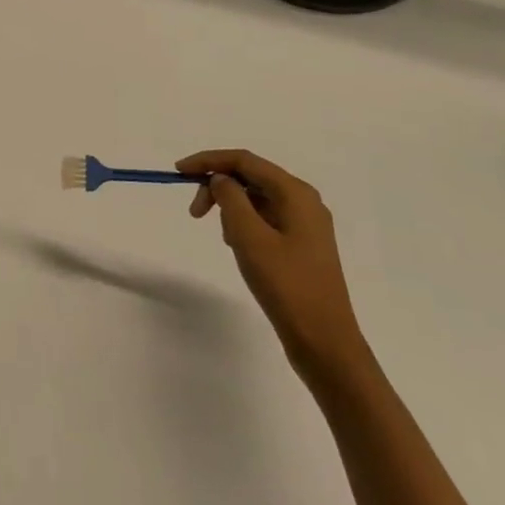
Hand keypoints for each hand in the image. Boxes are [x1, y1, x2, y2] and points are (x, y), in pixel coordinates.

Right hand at [176, 149, 370, 387]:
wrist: (325, 344)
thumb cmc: (287, 286)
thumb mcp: (249, 236)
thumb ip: (230, 198)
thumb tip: (221, 179)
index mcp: (296, 193)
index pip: (244, 160)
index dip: (209, 161)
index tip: (179, 172)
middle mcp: (304, 201)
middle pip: (250, 177)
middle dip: (219, 188)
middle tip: (195, 213)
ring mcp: (305, 225)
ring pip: (256, 199)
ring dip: (231, 209)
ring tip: (225, 239)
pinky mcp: (301, 246)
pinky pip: (265, 220)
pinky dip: (245, 225)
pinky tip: (240, 248)